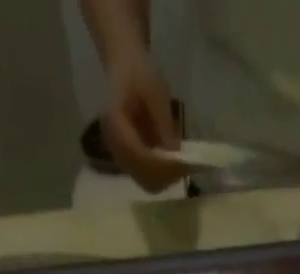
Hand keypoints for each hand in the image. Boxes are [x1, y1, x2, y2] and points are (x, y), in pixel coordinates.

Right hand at [99, 47, 187, 192]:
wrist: (125, 68)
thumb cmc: (139, 73)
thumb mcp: (155, 92)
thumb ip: (164, 124)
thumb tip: (176, 154)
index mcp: (115, 124)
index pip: (138, 157)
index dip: (162, 166)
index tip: (183, 163)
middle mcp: (113, 145)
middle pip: (142, 176)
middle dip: (165, 176)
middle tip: (186, 166)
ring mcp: (119, 156)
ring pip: (145, 181)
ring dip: (165, 178)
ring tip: (181, 164)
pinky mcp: (127, 160)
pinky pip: (145, 177)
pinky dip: (161, 175)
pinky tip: (172, 163)